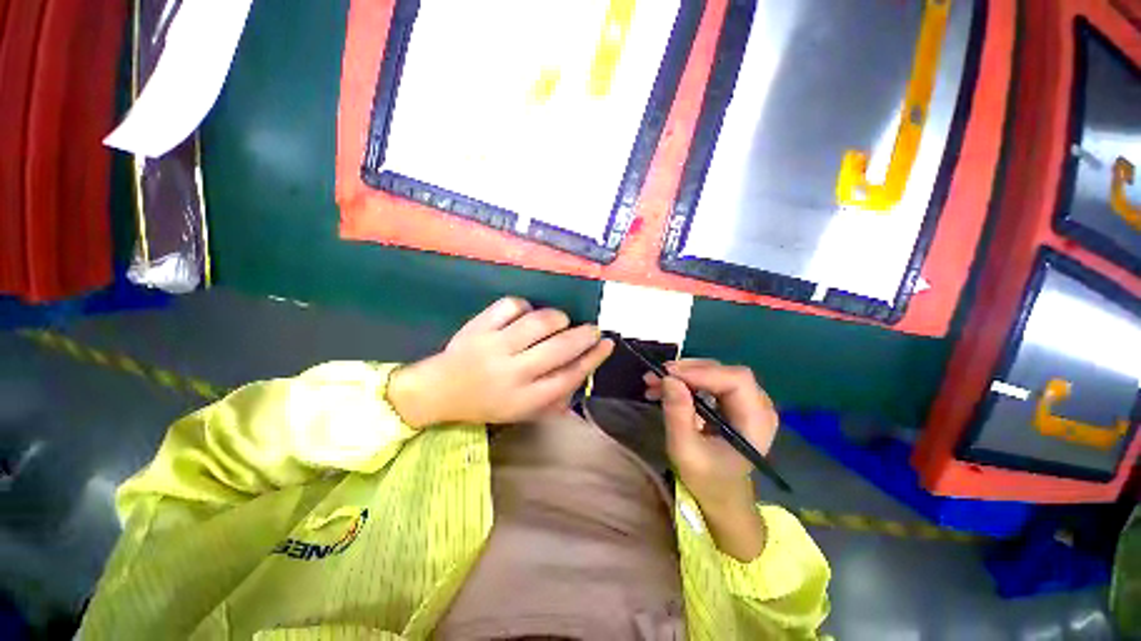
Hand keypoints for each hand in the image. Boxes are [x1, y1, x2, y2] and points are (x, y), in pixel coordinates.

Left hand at [388, 297, 612, 428]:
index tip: (607, 344)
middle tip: (592, 329)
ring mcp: (494, 346)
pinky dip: (525, 306)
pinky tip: (526, 313)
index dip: (593, 359)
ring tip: (560, 321)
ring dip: (557, 317)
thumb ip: (552, 399)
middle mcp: (512, 372)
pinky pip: (511, 306)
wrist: (439, 391)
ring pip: (539, 322)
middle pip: (559, 348)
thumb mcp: (520, 412)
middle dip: (584, 335)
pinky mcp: (479, 327)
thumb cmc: (485, 403)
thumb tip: (583, 373)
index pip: (569, 377)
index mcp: (524, 398)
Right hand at [645, 359, 777, 560]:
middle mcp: (758, 405)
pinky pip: (709, 380)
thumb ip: (678, 414)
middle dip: (686, 371)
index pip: (736, 380)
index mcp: (757, 421)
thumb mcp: (685, 450)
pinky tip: (663, 388)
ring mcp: (747, 401)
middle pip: (724, 371)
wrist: (720, 495)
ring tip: (653, 382)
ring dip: (681, 374)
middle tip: (655, 376)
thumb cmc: (707, 479)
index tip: (668, 375)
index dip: (702, 372)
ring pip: (713, 372)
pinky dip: (684, 381)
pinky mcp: (733, 400)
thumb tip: (668, 378)